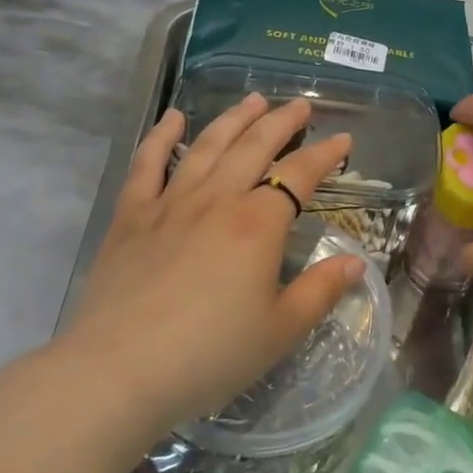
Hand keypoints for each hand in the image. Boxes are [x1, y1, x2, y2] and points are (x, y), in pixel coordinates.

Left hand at [57, 94, 362, 430]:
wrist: (116, 373)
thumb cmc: (209, 355)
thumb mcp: (279, 331)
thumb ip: (320, 292)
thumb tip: (355, 264)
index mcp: (257, 224)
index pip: (299, 174)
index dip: (325, 154)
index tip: (343, 139)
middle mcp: (217, 200)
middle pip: (255, 146)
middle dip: (282, 121)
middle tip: (301, 105)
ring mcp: (170, 204)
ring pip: (208, 146)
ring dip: (234, 119)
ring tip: (254, 99)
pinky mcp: (131, 218)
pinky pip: (147, 165)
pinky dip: (160, 137)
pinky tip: (172, 118)